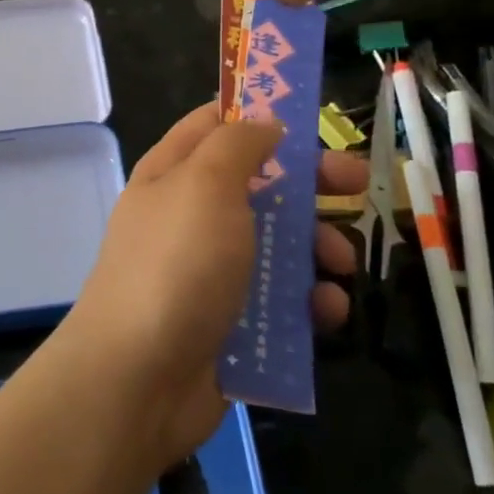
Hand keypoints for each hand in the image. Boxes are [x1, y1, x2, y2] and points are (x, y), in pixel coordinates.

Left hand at [58, 104, 364, 467]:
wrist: (138, 379)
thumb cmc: (177, 264)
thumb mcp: (206, 183)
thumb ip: (238, 143)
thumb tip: (265, 123)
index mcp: (174, 173)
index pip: (216, 123)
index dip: (261, 114)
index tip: (312, 118)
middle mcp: (190, 216)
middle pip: (259, 183)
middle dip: (310, 184)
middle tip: (356, 187)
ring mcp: (209, 271)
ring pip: (277, 244)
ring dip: (317, 249)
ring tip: (340, 265)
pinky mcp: (230, 322)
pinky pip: (279, 301)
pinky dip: (307, 303)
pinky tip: (326, 313)